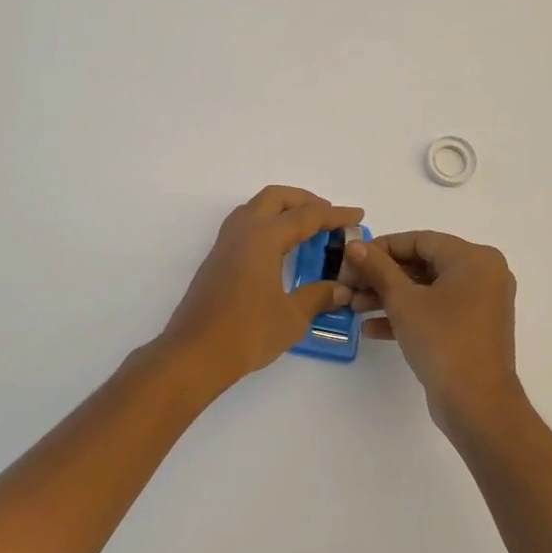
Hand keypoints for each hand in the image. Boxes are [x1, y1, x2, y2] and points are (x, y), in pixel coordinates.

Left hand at [158, 185, 362, 395]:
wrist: (194, 354)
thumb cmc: (247, 332)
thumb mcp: (292, 317)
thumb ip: (318, 297)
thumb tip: (341, 289)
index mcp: (263, 237)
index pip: (306, 216)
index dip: (335, 215)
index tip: (357, 215)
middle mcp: (242, 231)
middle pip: (275, 198)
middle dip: (305, 201)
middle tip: (328, 217)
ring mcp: (224, 244)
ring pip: (255, 208)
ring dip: (282, 210)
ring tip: (305, 229)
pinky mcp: (216, 260)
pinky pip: (244, 226)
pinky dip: (266, 225)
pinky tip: (278, 250)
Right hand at [343, 230, 524, 435]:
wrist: (477, 404)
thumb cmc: (442, 340)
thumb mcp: (403, 300)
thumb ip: (377, 268)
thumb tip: (355, 245)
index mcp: (474, 259)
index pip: (419, 240)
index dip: (381, 248)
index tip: (351, 259)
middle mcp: (483, 275)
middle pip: (422, 264)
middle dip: (382, 276)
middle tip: (349, 285)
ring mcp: (480, 304)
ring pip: (426, 289)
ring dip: (389, 297)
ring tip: (353, 306)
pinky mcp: (472, 329)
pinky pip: (436, 311)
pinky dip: (407, 315)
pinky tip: (372, 328)